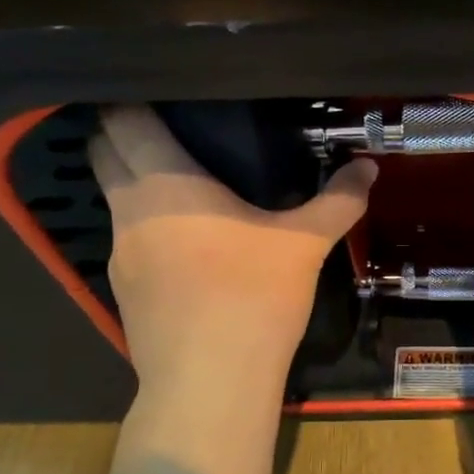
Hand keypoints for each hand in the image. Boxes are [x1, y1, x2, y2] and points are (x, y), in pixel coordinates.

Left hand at [89, 106, 376, 398]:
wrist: (210, 384)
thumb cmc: (254, 297)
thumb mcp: (305, 244)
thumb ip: (338, 200)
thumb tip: (369, 167)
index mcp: (165, 184)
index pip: (122, 121)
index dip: (130, 99)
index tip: (158, 89)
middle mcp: (129, 210)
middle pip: (103, 153)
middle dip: (122, 133)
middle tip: (169, 126)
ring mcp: (118, 254)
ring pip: (113, 199)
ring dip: (135, 182)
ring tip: (183, 184)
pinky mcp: (121, 291)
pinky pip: (127, 239)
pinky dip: (147, 227)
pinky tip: (186, 245)